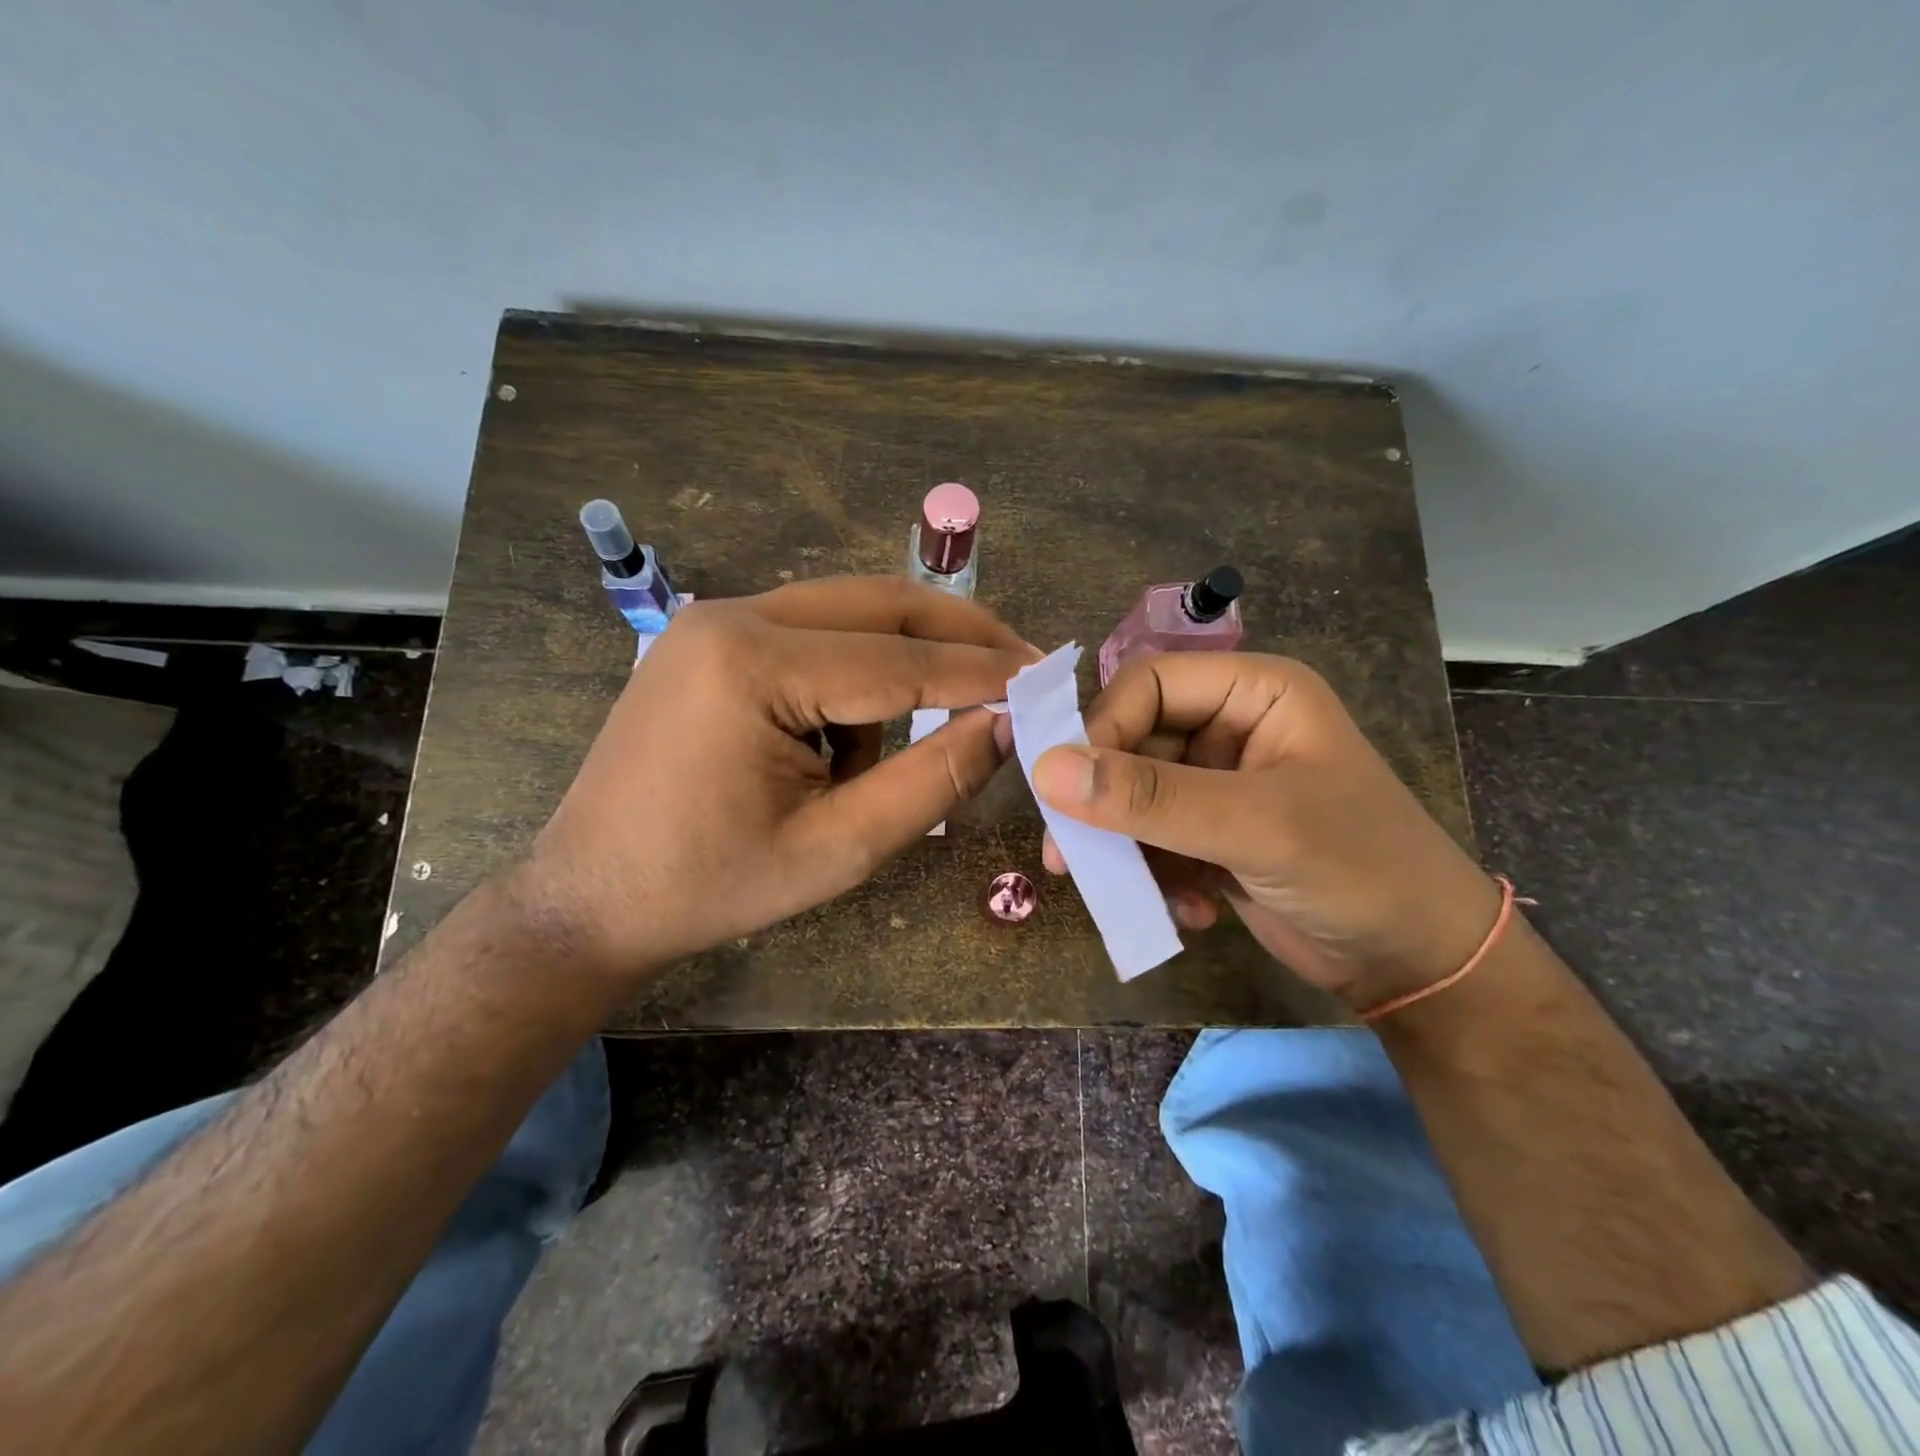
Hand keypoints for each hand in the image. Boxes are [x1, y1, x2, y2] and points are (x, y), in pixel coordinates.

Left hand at [519, 577, 1034, 985]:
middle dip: (957, 635)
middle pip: (879, 603)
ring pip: (848, 615)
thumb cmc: (712, 886)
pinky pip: (811, 635)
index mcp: (753, 666)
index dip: (981, 672)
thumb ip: (932, 781)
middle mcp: (732, 617)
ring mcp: (713, 620)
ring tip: (887, 757)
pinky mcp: (709, 639)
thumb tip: (1005, 725)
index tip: (1046, 676)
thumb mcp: (838, 847)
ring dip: (897, 668)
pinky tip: (831, 750)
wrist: (590, 897)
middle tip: (1020, 664)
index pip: (899, 659)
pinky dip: (848, 681)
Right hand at [1031, 653, 1501, 1009]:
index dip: (1102, 729)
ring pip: (1132, 796)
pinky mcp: (1209, 834)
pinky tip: (1190, 910)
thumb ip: (1151, 798)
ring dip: (1126, 847)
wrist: (1419, 965)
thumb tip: (1045, 770)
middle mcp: (1229, 727)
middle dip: (1104, 802)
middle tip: (1069, 857)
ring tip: (1132, 892)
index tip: (1069, 792)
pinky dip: (1155, 875)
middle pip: (1131, 742)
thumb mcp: (1255, 826)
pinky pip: (1150, 838)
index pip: (1146, 684)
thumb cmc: (1359, 869)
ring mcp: (1217, 784)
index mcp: (1253, 692)